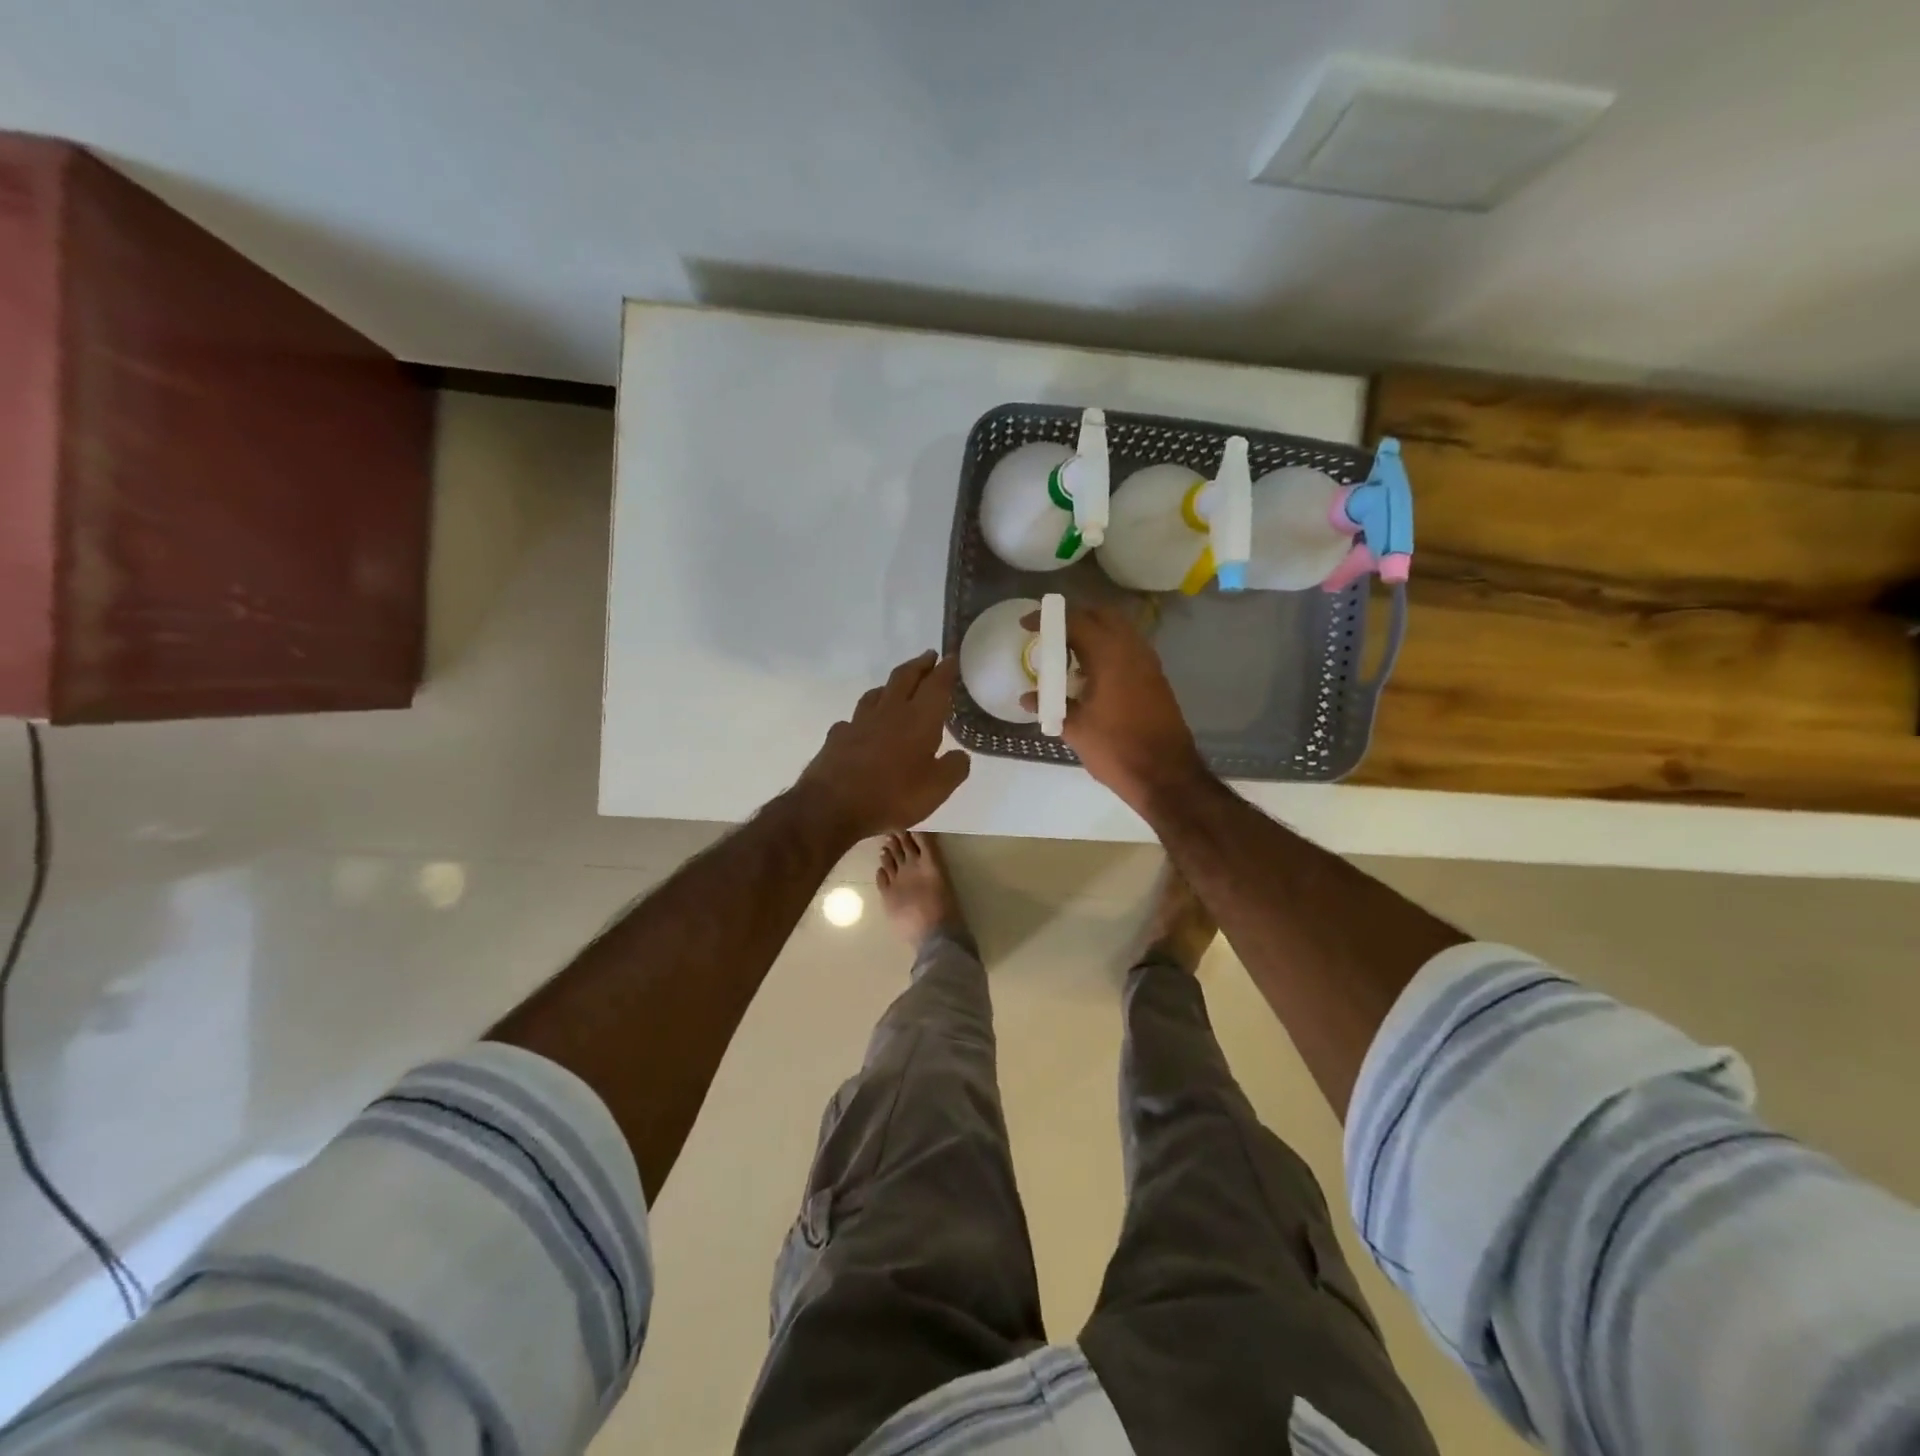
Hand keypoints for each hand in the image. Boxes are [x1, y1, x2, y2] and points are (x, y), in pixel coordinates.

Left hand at [793, 651, 971, 840]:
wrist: (832, 806)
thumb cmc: (893, 795)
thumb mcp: (937, 789)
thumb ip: (953, 768)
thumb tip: (960, 756)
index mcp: (918, 719)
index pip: (936, 685)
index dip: (946, 669)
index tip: (952, 656)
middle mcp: (889, 712)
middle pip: (905, 678)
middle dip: (919, 665)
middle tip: (929, 656)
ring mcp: (859, 722)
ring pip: (877, 693)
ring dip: (891, 685)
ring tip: (898, 685)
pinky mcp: (838, 736)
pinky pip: (854, 719)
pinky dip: (864, 717)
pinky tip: (864, 726)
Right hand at [1022, 603, 1206, 810]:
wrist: (1165, 775)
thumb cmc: (1116, 749)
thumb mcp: (1074, 729)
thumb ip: (1050, 706)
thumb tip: (1027, 698)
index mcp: (1109, 654)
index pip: (1075, 621)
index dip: (1047, 619)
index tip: (1026, 624)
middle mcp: (1132, 649)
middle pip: (1101, 615)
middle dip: (1074, 618)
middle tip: (1050, 635)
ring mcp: (1148, 662)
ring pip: (1118, 630)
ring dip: (1093, 632)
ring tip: (1068, 653)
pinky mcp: (1156, 677)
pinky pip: (1128, 648)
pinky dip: (1108, 648)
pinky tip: (1092, 674)